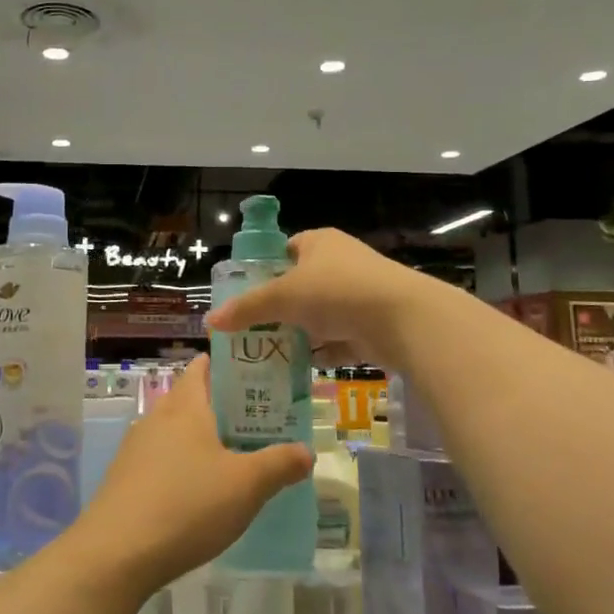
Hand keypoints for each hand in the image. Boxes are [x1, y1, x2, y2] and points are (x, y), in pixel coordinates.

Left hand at [70, 358, 312, 594]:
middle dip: (222, 406)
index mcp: (185, 407)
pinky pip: (161, 460)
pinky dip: (183, 465)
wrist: (117, 553)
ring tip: (235, 458)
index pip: (202, 368)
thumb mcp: (246, 486)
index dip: (226, 364)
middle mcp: (157, 418)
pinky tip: (200, 493)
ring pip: (175, 432)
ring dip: (202, 439)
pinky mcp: (125, 479)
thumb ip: (279, 464)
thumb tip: (306, 451)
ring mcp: (136, 449)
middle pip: (190, 399)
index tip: (255, 373)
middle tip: (258, 422)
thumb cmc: (188, 504)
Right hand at [203, 228, 432, 371]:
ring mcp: (360, 294)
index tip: (246, 296)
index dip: (264, 270)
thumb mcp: (282, 297)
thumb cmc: (337, 292)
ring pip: (320, 315)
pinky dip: (323, 353)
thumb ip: (246, 309)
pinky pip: (340, 339)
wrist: (403, 319)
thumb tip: (210, 322)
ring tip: (269, 355)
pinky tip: (301, 370)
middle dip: (279, 309)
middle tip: (252, 331)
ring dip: (300, 333)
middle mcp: (341, 263)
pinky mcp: (373, 324)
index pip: (285, 250)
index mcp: (319, 243)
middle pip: (300, 286)